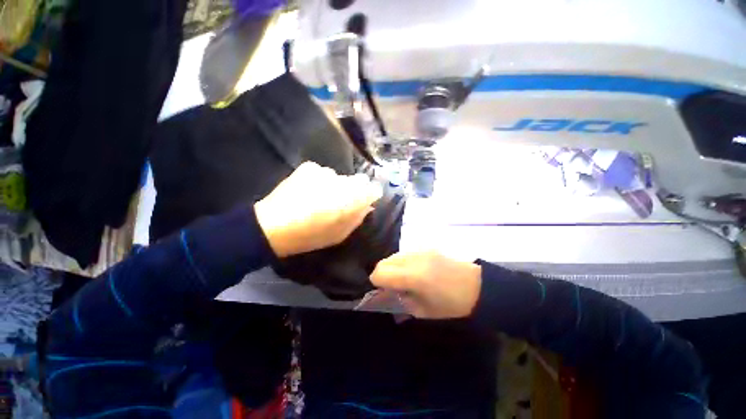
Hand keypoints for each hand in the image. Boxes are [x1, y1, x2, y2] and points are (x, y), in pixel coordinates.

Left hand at [255, 161, 382, 256]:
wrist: (273, 225)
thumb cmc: (311, 235)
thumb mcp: (340, 234)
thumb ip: (358, 218)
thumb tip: (368, 206)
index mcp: (352, 199)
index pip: (373, 188)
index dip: (371, 194)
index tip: (367, 200)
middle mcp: (343, 180)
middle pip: (358, 180)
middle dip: (354, 190)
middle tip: (341, 202)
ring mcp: (326, 171)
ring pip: (339, 177)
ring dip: (335, 185)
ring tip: (321, 197)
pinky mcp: (310, 167)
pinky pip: (323, 173)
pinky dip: (320, 181)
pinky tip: (308, 190)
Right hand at [370, 251, 481, 318]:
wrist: (477, 285)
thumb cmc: (451, 303)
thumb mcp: (423, 310)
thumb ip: (401, 300)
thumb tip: (389, 292)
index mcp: (413, 276)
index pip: (380, 273)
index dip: (376, 282)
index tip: (383, 290)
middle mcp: (413, 258)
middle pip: (384, 261)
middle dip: (382, 274)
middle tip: (391, 286)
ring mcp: (420, 250)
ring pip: (393, 255)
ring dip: (392, 267)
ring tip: (402, 278)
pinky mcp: (426, 247)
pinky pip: (405, 253)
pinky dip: (402, 262)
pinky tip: (413, 271)